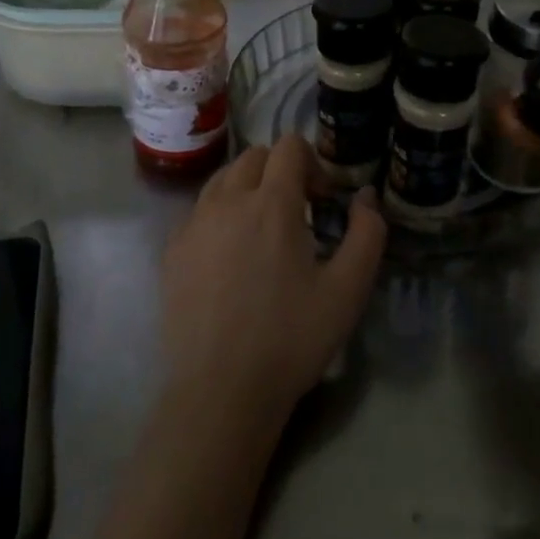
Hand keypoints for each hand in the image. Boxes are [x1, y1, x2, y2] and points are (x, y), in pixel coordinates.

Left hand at [160, 134, 386, 436]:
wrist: (220, 392)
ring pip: (222, 179)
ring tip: (261, 231)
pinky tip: (229, 257)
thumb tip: (366, 196)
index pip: (289, 146)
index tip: (322, 201)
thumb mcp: (348, 290)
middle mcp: (227, 200)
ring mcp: (193, 224)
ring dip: (247, 188)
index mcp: (271, 203)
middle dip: (280, 171)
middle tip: (297, 213)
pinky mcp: (172, 250)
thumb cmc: (291, 339)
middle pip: (254, 156)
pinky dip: (219, 215)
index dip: (312, 163)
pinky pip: (199, 211)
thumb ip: (367, 233)